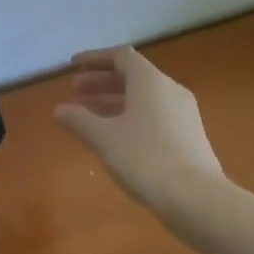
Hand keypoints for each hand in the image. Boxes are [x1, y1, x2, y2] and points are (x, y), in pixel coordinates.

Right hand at [53, 47, 223, 209]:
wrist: (194, 197)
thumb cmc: (145, 158)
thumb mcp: (104, 138)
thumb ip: (79, 120)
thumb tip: (58, 110)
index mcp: (150, 81)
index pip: (121, 56)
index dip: (95, 58)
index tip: (73, 66)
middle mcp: (169, 90)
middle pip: (132, 76)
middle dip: (100, 81)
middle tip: (74, 92)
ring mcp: (182, 113)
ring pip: (142, 97)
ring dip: (113, 100)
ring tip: (88, 115)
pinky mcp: (187, 134)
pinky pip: (153, 114)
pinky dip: (129, 116)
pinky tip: (115, 136)